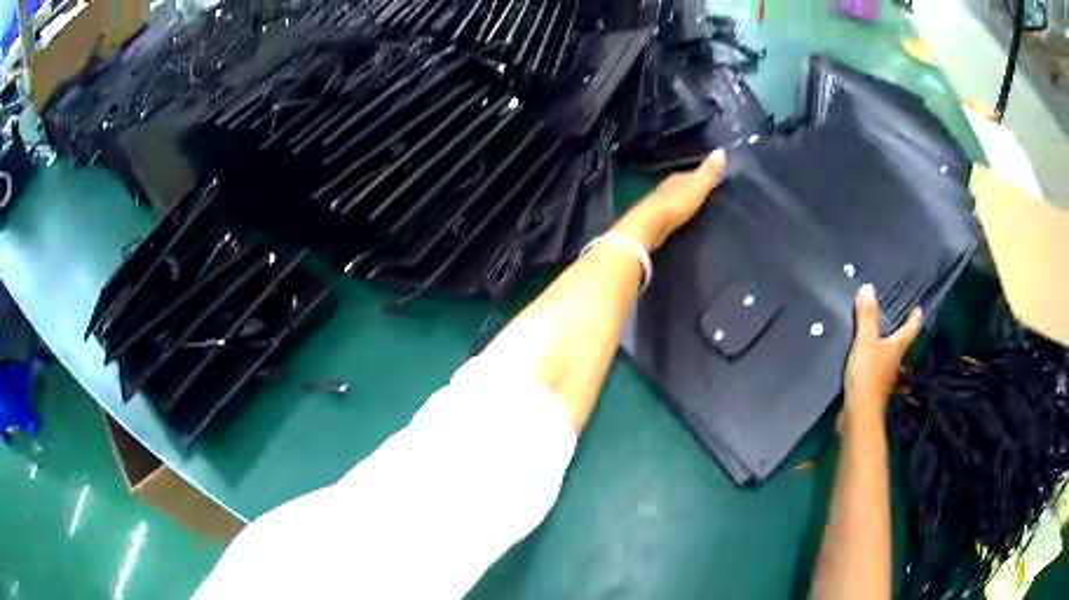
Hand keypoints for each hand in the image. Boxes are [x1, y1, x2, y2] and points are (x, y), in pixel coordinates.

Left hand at [646, 149, 726, 233]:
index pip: (692, 173)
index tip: (714, 180)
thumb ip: (709, 171)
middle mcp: (668, 185)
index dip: (703, 176)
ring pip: (676, 197)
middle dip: (693, 188)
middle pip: (683, 184)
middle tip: (708, 195)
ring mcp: (660, 201)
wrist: (650, 223)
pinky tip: (682, 216)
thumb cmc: (677, 203)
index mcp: (678, 177)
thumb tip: (721, 149)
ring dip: (685, 200)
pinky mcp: (656, 217)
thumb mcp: (698, 186)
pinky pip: (671, 211)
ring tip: (697, 206)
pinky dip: (677, 211)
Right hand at [842, 284, 922, 427]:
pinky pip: (875, 370)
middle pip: (900, 345)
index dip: (914, 319)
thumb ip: (867, 317)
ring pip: (888, 359)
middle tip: (899, 321)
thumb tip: (869, 287)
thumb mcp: (865, 342)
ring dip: (886, 350)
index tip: (919, 310)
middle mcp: (894, 363)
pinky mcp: (871, 389)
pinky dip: (872, 363)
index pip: (909, 330)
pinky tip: (863, 362)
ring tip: (879, 339)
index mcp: (896, 348)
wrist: (858, 414)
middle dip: (901, 334)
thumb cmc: (867, 375)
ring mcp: (884, 378)